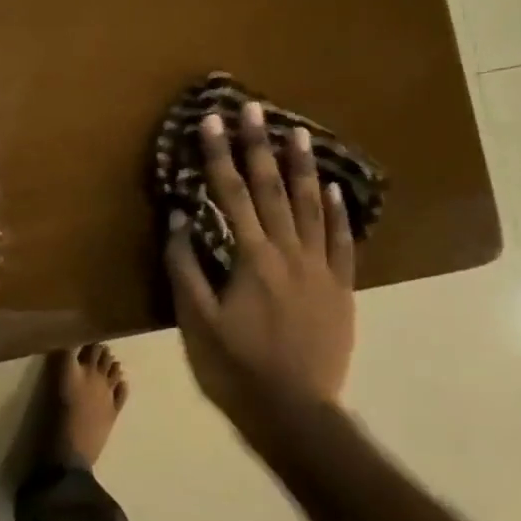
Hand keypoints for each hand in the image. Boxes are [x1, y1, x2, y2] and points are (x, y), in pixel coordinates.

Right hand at [164, 101, 356, 459]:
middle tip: (254, 108)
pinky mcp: (341, 289)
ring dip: (303, 167)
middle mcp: (289, 254)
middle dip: (259, 146)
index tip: (211, 121)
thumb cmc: (234, 367)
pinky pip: (342, 242)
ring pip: (312, 208)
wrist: (294, 411)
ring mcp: (320, 270)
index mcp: (251, 259)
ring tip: (298, 132)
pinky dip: (338, 213)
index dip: (219, 156)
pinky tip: (334, 190)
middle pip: (273, 190)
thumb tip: (179, 218)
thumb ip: (186, 266)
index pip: (231, 195)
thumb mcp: (196, 320)